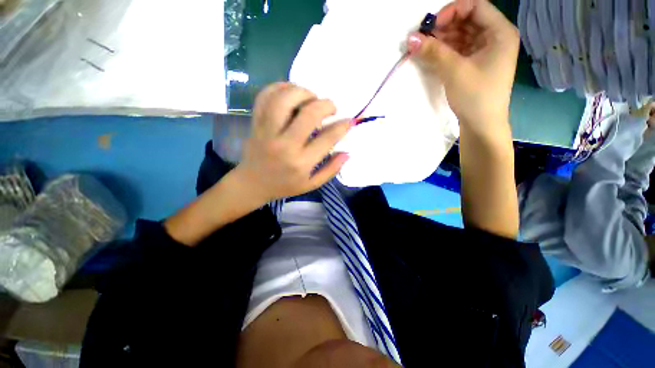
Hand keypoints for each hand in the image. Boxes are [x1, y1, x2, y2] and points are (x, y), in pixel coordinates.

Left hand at [234, 83, 350, 202]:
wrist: (252, 184)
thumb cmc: (284, 186)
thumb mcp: (311, 184)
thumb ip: (331, 170)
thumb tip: (347, 152)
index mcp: (301, 163)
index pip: (327, 138)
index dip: (342, 126)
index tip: (349, 121)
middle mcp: (284, 145)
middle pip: (308, 114)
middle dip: (326, 105)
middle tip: (331, 108)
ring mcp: (267, 131)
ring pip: (285, 99)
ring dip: (303, 92)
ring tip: (311, 98)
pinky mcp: (255, 123)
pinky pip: (265, 97)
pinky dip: (279, 87)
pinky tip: (291, 92)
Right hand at [407, 0, 518, 135]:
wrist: (481, 125)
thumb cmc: (475, 96)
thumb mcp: (455, 71)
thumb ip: (433, 52)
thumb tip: (411, 39)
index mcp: (500, 32)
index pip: (476, 6)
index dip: (452, 11)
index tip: (431, 26)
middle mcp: (494, 37)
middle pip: (467, 20)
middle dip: (444, 26)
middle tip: (423, 38)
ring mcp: (485, 51)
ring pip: (461, 35)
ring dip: (442, 39)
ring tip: (424, 48)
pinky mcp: (475, 63)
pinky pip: (459, 49)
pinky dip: (445, 50)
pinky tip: (432, 55)